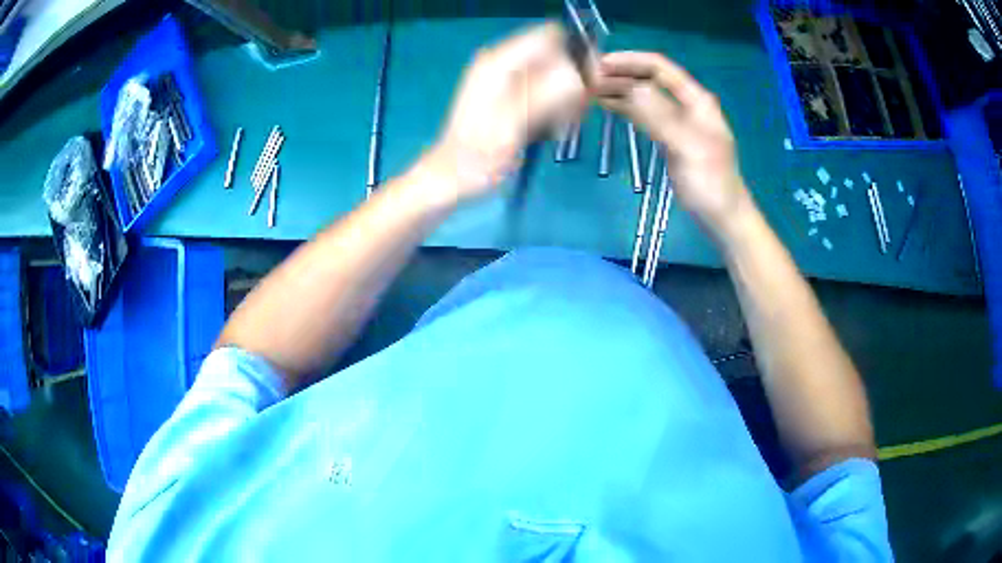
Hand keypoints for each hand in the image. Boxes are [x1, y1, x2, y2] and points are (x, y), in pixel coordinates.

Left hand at [430, 23, 586, 201]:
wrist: (451, 179)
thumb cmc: (479, 156)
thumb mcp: (515, 123)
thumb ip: (549, 92)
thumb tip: (582, 71)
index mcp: (499, 62)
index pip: (550, 36)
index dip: (576, 53)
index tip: (590, 84)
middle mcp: (502, 63)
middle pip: (555, 54)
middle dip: (574, 79)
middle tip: (577, 113)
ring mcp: (505, 79)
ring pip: (553, 73)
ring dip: (567, 96)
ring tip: (564, 125)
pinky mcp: (509, 95)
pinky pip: (543, 89)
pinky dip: (554, 105)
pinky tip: (554, 128)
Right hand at [593, 51, 751, 233]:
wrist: (722, 217)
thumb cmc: (711, 183)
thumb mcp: (686, 146)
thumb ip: (660, 116)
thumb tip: (629, 88)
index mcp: (695, 99)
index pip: (660, 68)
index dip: (630, 61)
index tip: (599, 63)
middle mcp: (684, 104)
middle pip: (648, 79)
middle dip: (619, 74)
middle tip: (586, 78)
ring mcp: (675, 120)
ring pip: (643, 96)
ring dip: (618, 90)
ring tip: (587, 88)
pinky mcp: (666, 137)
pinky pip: (642, 114)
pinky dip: (623, 107)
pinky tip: (604, 104)